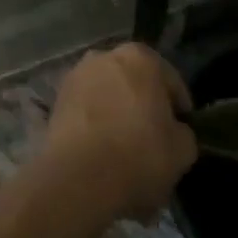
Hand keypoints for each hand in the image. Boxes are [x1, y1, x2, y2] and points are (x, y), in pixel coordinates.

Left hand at [41, 44, 196, 223]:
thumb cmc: (140, 155)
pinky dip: (96, 130)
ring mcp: (74, 80)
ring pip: (108, 100)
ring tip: (126, 153)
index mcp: (140, 57)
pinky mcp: (54, 105)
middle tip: (154, 142)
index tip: (182, 132)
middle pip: (135, 87)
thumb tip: (173, 132)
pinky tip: (103, 157)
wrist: (79, 180)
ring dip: (118, 119)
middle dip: (144, 110)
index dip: (180, 110)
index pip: (171, 83)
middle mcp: (104, 57)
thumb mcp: (183, 149)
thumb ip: (183, 132)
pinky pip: (86, 116)